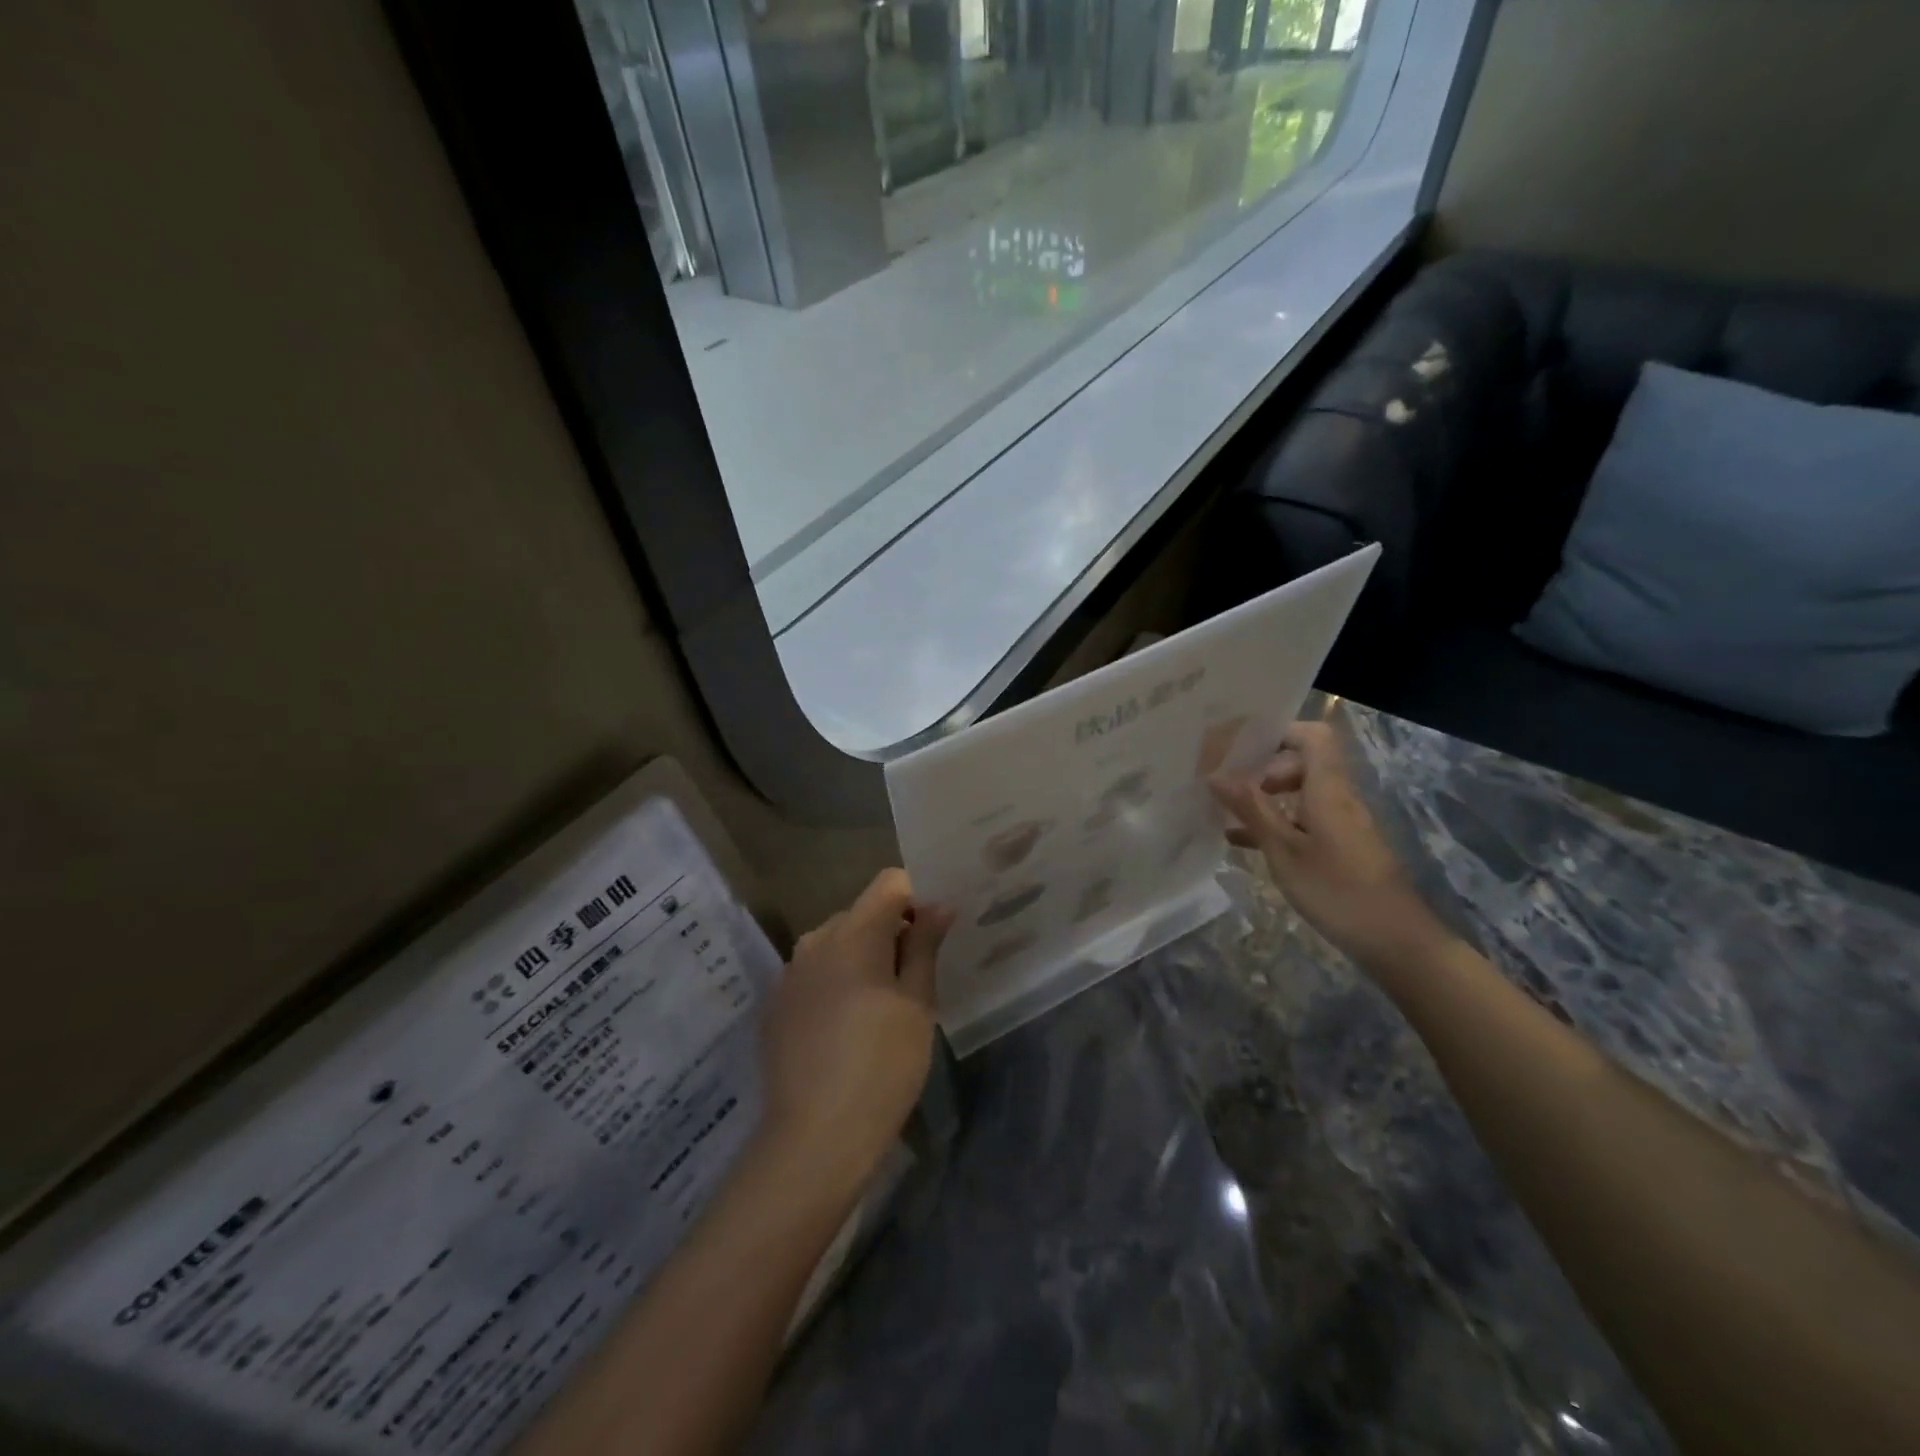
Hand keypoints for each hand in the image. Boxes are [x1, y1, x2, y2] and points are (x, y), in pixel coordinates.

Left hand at [757, 870, 952, 1198]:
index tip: (934, 934)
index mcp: (854, 932)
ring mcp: (790, 973)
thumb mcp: (918, 1004)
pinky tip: (846, 1029)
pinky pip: (814, 974)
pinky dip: (835, 983)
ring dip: (862, 959)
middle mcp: (815, 940)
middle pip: (862, 913)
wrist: (815, 1138)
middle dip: (891, 932)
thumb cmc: (882, 1066)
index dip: (917, 898)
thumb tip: (939, 904)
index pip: (889, 883)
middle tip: (915, 980)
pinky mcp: (775, 1004)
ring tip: (881, 1008)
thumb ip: (925, 946)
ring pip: (836, 944)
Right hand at [1209, 720, 1449, 975]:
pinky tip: (1244, 843)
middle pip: (1303, 763)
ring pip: (1301, 794)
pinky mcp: (1342, 847)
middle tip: (1228, 785)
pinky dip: (1277, 823)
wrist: (1396, 941)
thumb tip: (1216, 774)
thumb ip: (1251, 810)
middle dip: (1263, 769)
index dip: (1280, 732)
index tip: (1242, 746)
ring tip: (1226, 812)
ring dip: (1266, 798)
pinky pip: (1304, 820)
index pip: (1313, 736)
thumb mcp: (1284, 850)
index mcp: (1328, 789)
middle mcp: (1338, 798)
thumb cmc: (1336, 889)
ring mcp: (1341, 824)